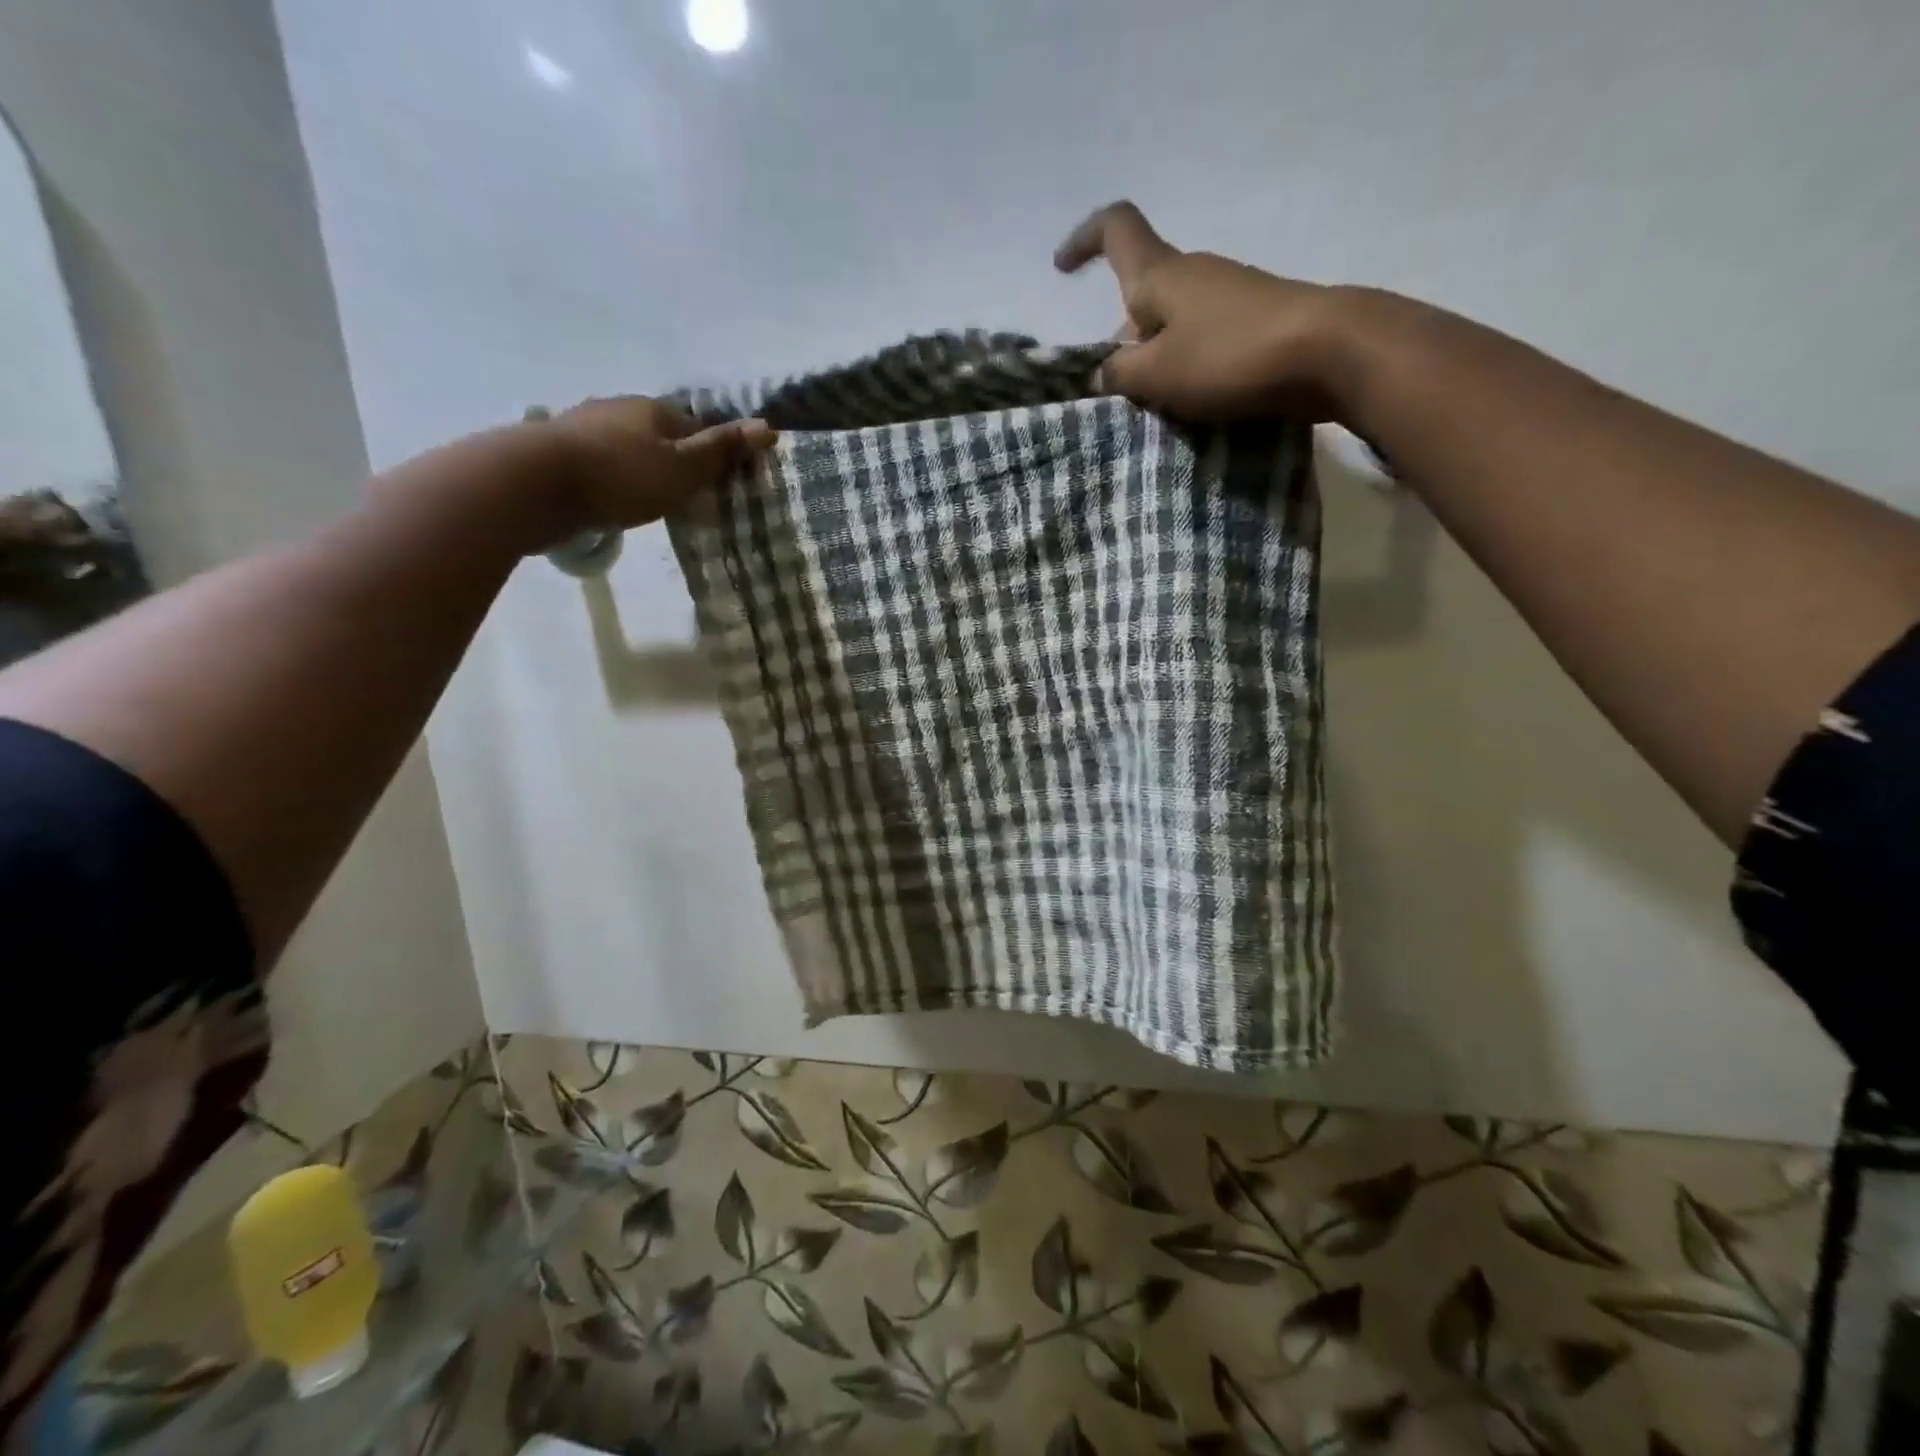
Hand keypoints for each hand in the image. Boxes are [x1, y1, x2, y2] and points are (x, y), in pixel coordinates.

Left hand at [541, 396, 776, 537]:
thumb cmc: (622, 476)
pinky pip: (603, 460)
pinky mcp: (561, 448)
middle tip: (688, 498)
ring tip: (650, 501)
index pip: (700, 429)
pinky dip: (615, 476)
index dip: (715, 456)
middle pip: (663, 435)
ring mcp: (587, 424)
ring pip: (630, 446)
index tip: (722, 486)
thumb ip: (722, 450)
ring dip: (643, 468)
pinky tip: (613, 496)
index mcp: (657, 409)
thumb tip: (768, 425)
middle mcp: (622, 407)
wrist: (536, 483)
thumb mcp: (684, 468)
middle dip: (677, 461)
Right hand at [1054, 201, 1358, 422]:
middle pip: (1143, 293)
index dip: (1084, 240)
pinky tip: (1195, 403)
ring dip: (1157, 360)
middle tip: (1119, 389)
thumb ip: (1119, 373)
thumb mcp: (1156, 374)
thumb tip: (1103, 370)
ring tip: (1158, 406)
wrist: (1329, 353)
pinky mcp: (1256, 323)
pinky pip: (1204, 341)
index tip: (1062, 268)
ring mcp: (1229, 297)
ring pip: (1174, 324)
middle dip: (1123, 338)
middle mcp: (1194, 274)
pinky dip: (1188, 368)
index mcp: (1161, 274)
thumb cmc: (1229, 356)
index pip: (1117, 229)